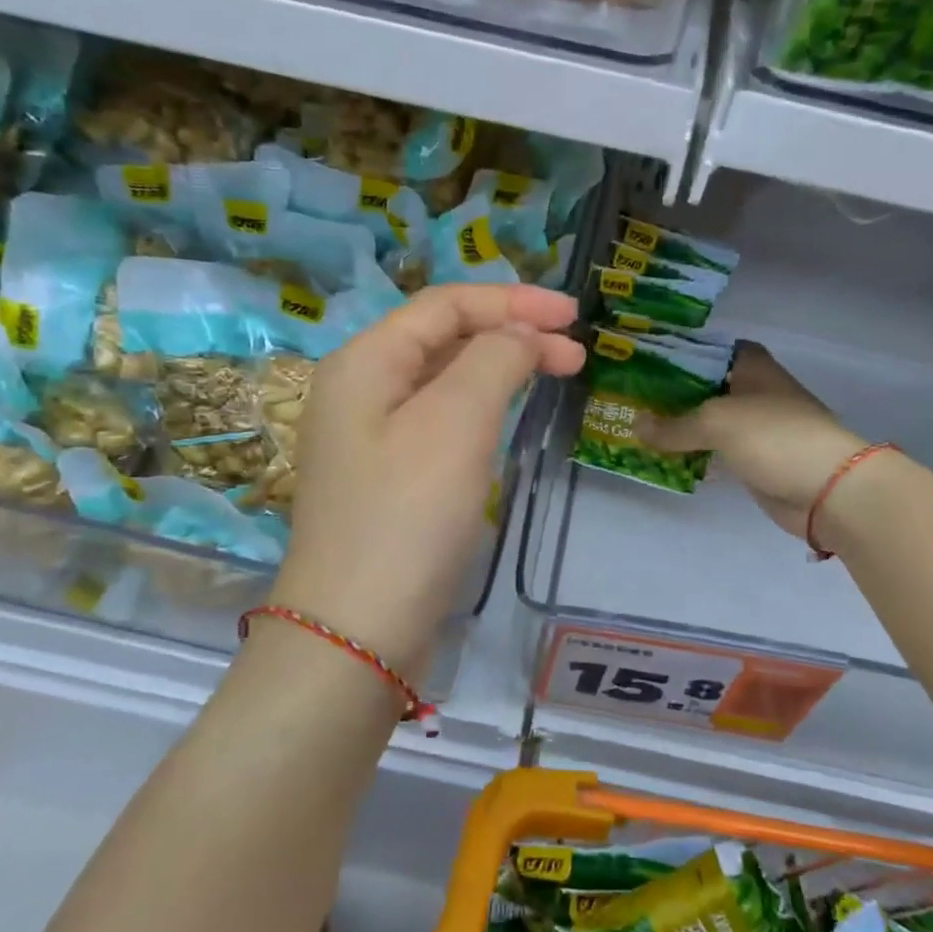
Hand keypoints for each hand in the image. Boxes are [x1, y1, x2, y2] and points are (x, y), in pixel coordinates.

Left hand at [272, 284, 584, 676]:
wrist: (357, 630)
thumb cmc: (407, 516)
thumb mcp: (455, 422)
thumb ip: (493, 360)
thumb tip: (521, 336)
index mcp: (365, 362)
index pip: (444, 305)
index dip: (511, 301)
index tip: (572, 315)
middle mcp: (360, 390)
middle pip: (442, 338)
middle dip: (510, 334)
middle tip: (575, 353)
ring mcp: (371, 438)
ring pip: (444, 382)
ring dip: (498, 370)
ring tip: (553, 376)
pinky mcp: (389, 480)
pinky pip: (440, 423)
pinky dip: (481, 409)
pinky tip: (507, 420)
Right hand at [638, 342, 866, 539]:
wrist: (827, 489)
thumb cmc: (775, 437)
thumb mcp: (717, 422)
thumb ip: (674, 425)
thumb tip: (634, 425)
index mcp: (752, 367)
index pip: (710, 349)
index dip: (679, 352)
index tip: (643, 360)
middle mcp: (753, 392)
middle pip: (704, 386)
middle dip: (670, 392)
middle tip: (627, 396)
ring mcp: (755, 428)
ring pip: (707, 421)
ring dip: (678, 426)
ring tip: (634, 425)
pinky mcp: (753, 460)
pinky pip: (713, 451)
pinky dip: (691, 453)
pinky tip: (661, 457)